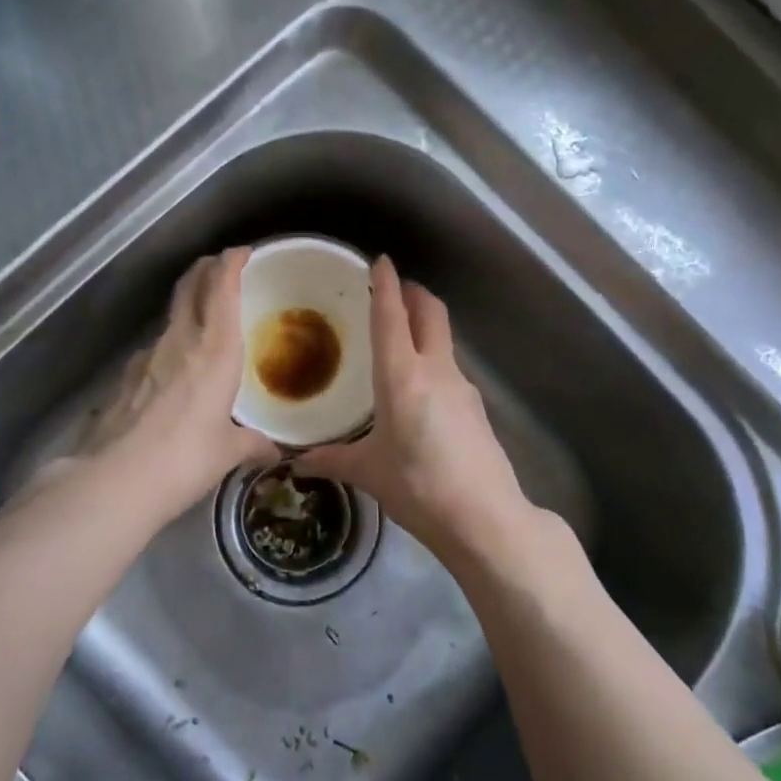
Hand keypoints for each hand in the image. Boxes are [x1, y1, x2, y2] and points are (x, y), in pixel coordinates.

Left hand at [77, 248, 279, 519]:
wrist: (114, 480)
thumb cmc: (185, 460)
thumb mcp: (227, 452)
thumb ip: (252, 444)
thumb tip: (273, 451)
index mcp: (215, 351)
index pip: (222, 288)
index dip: (231, 263)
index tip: (242, 252)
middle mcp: (179, 341)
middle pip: (190, 287)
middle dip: (206, 270)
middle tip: (220, 269)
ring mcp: (146, 356)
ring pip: (170, 317)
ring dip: (187, 308)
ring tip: (203, 325)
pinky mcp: (124, 377)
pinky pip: (154, 349)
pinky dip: (169, 347)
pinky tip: (173, 374)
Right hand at [299, 257, 533, 563]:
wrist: (486, 518)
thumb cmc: (419, 488)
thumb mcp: (369, 473)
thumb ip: (332, 461)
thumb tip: (295, 463)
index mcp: (402, 377)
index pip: (392, 317)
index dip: (386, 285)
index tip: (379, 261)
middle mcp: (435, 370)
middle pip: (430, 313)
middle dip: (414, 294)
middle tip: (393, 290)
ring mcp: (462, 387)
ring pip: (443, 340)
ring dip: (424, 327)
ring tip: (399, 339)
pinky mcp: (476, 408)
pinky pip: (449, 368)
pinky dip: (432, 360)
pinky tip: (418, 389)